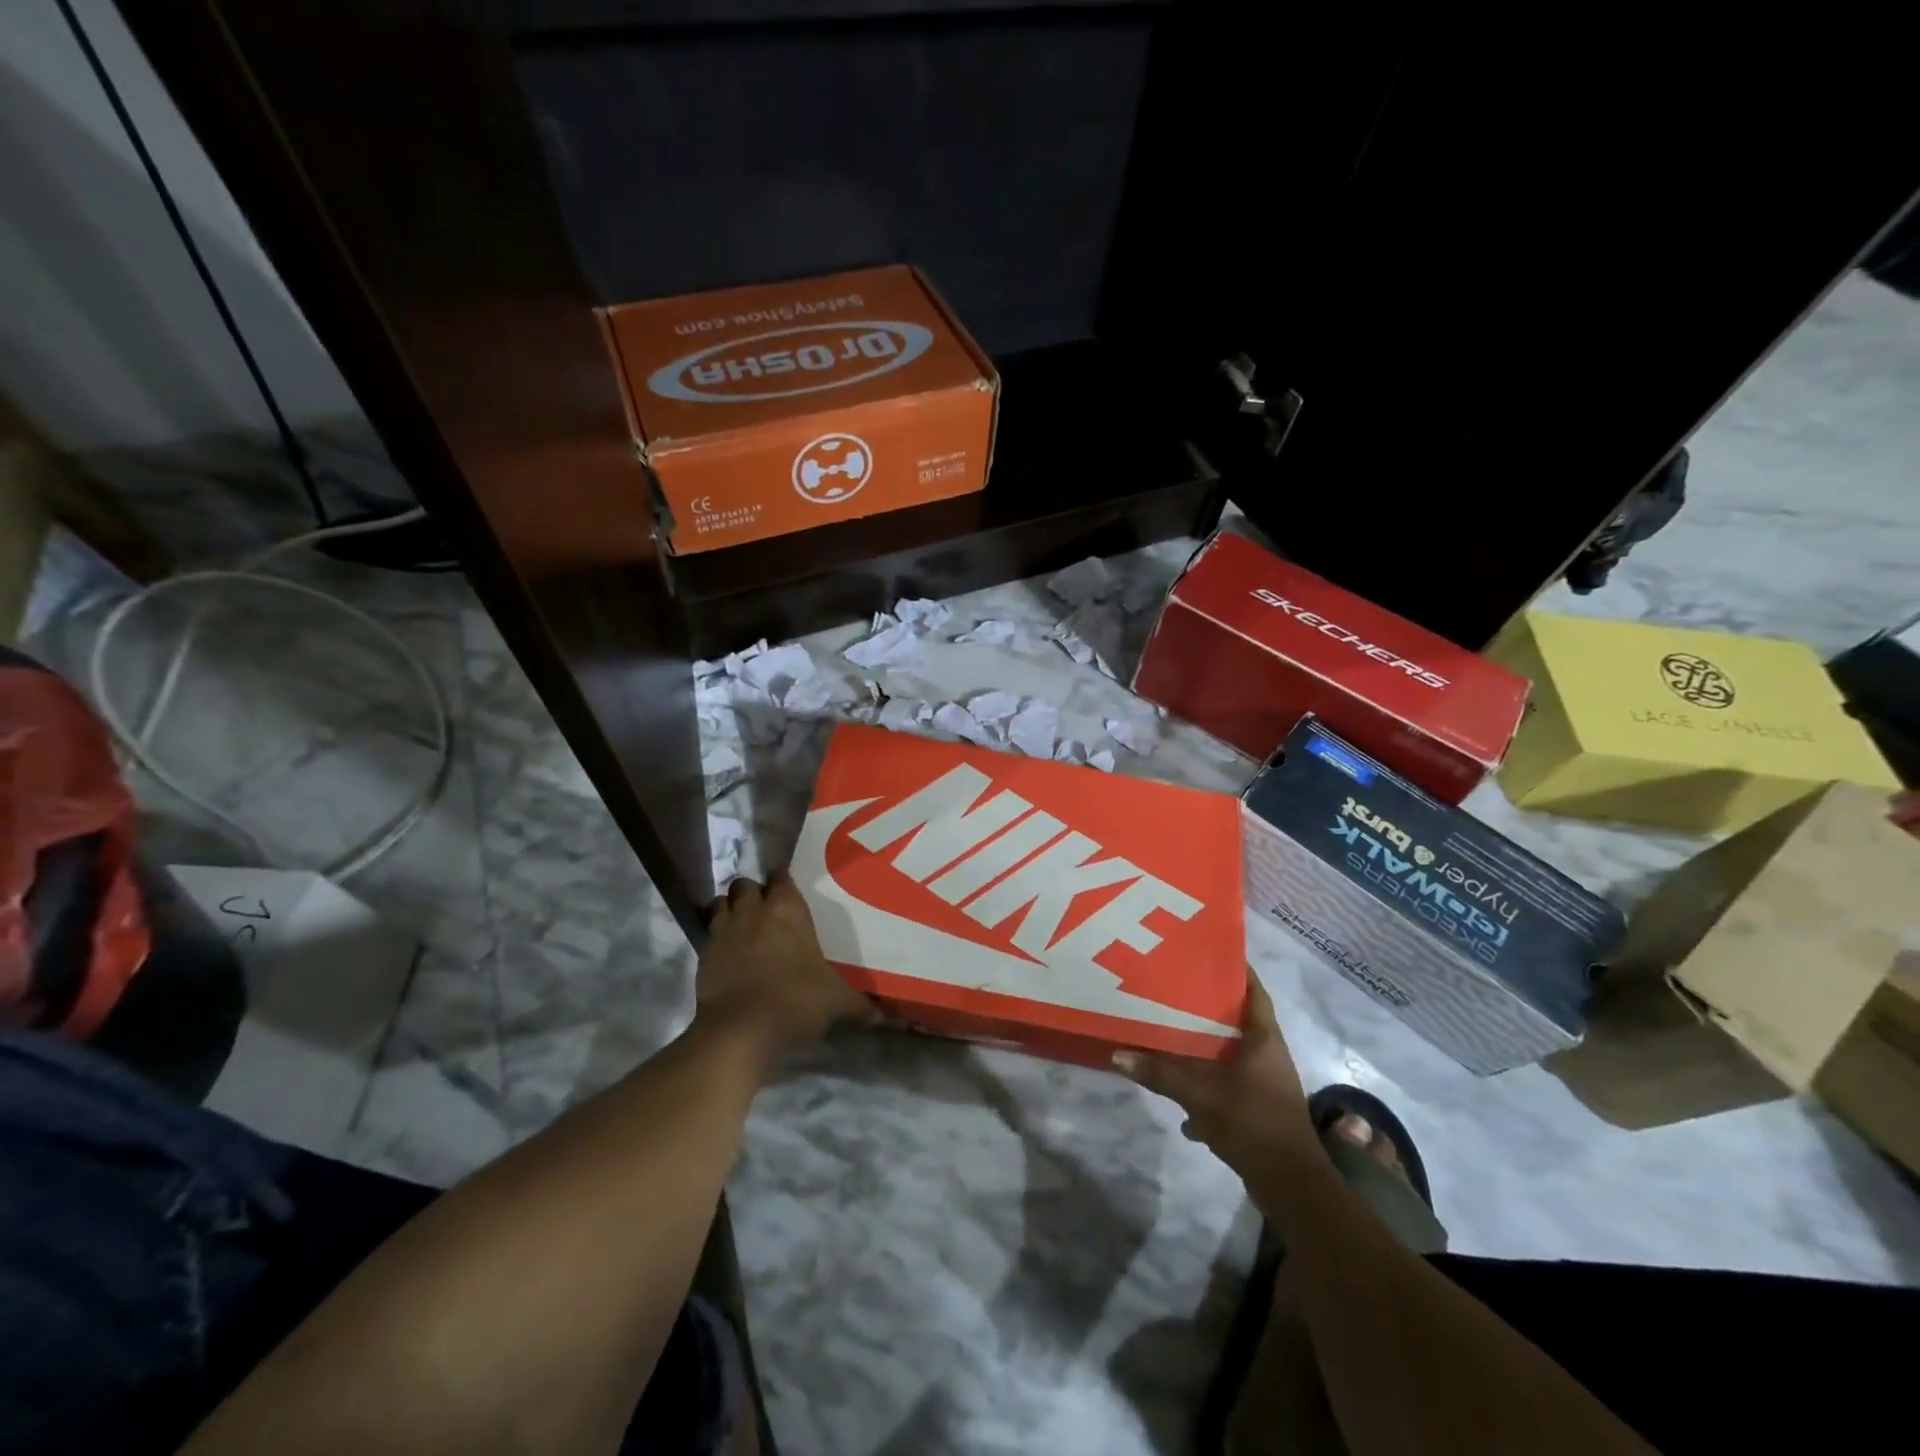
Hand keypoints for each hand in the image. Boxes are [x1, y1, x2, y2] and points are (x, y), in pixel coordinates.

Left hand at [694, 871, 876, 1063]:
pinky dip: (716, 938)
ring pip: (721, 903)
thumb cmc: (796, 1001)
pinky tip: (727, 955)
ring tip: (742, 926)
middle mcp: (754, 911)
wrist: (740, 1030)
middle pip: (745, 884)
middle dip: (753, 892)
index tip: (788, 888)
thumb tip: (883, 1015)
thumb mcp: (837, 1002)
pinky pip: (708, 934)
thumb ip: (860, 1005)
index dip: (783, 879)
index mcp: (788, 910)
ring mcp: (724, 931)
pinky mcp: (703, 955)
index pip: (782, 876)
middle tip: (764, 909)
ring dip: (729, 909)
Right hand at [1114, 969, 1311, 1175]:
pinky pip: (1231, 1081)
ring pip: (1233, 1051)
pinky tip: (1182, 1093)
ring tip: (1172, 1030)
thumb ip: (1160, 1073)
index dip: (1236, 969)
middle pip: (1239, 1018)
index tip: (1208, 951)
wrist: (1291, 1185)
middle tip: (1176, 986)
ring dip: (1208, 1044)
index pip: (1253, 990)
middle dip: (1210, 1004)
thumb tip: (1118, 1053)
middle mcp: (1269, 1053)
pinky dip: (1208, 1081)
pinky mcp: (1260, 1107)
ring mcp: (1267, 1082)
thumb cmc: (1252, 1123)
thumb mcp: (1199, 1094)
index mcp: (1263, 1038)